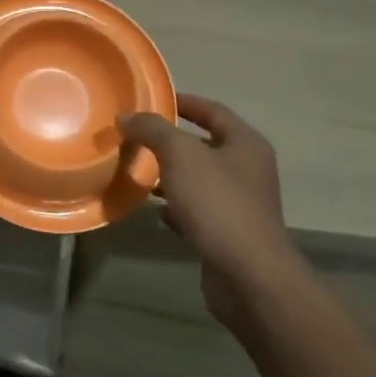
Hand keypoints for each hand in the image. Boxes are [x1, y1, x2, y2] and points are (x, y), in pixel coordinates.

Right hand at [119, 94, 303, 328]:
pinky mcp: (228, 234)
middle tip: (134, 137)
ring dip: (169, 175)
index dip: (182, 102)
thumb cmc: (218, 204)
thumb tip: (127, 117)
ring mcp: (239, 204)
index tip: (149, 100)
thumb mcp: (180, 155)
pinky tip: (154, 211)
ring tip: (136, 171)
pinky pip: (196, 210)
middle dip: (169, 141)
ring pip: (198, 179)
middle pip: (203, 145)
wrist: (248, 276)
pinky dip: (175, 207)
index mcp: (245, 143)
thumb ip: (152, 130)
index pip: (212, 110)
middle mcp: (247, 170)